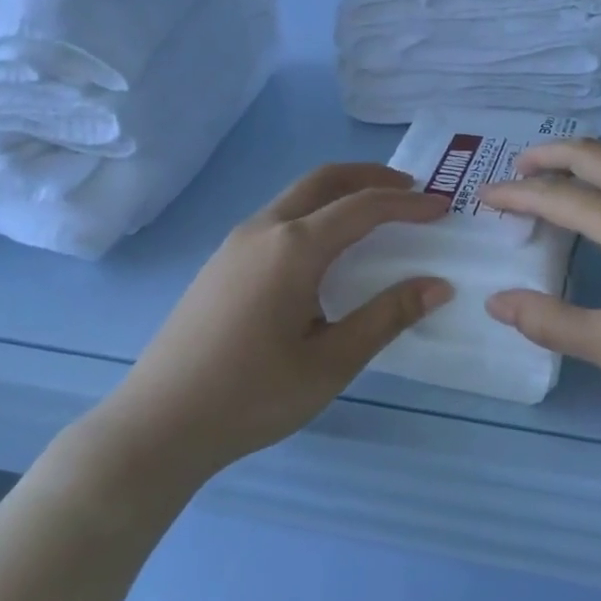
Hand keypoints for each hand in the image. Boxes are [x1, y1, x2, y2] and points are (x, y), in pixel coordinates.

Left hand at [97, 164, 450, 476]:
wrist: (158, 424)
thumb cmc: (252, 396)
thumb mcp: (330, 362)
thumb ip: (386, 317)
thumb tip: (438, 285)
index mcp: (294, 247)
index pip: (363, 208)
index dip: (407, 205)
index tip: (442, 208)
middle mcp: (265, 229)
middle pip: (325, 179)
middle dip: (371, 176)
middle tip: (410, 189)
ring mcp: (237, 242)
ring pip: (298, 194)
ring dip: (340, 191)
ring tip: (373, 212)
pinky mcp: (222, 260)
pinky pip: (279, 215)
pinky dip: (315, 210)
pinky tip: (324, 247)